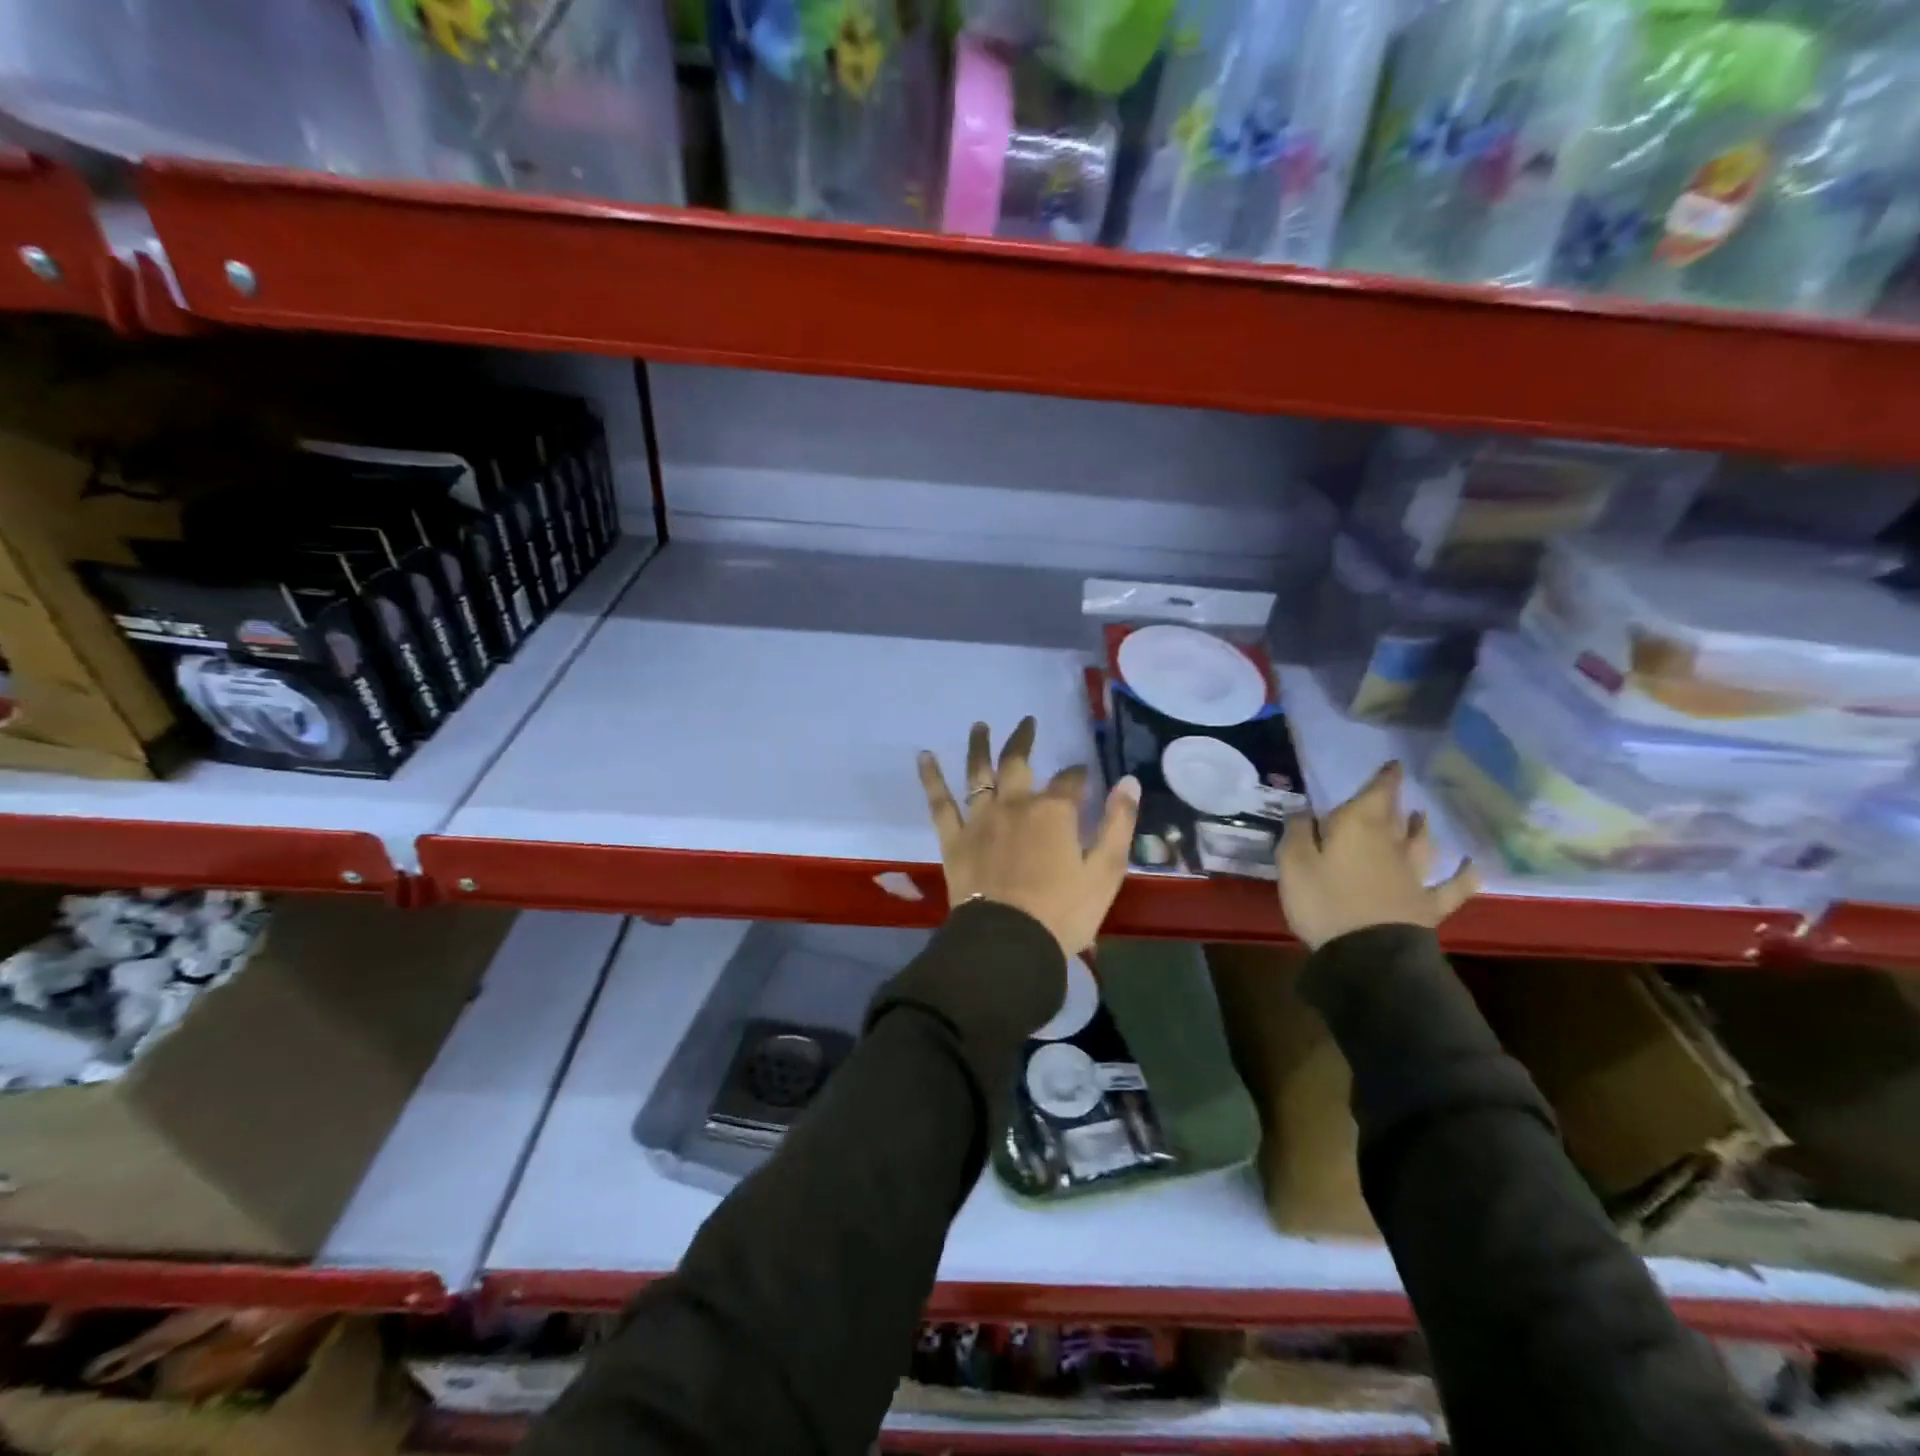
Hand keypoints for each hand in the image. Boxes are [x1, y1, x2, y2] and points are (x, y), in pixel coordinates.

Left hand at [917, 718, 1140, 956]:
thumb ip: (1118, 824)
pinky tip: (924, 756)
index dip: (1078, 774)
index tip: (1083, 774)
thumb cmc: (1063, 912)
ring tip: (979, 725)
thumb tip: (1129, 781)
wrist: (1009, 943)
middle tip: (1028, 722)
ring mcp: (980, 819)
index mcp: (1053, 811)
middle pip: (1018, 762)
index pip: (1070, 781)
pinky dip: (931, 777)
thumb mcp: (1105, 871)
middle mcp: (1014, 804)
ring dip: (980, 746)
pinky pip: (940, 803)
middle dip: (1024, 740)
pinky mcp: (954, 839)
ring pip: (978, 773)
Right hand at [1277, 761, 1477, 950]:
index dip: (1385, 778)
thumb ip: (1297, 832)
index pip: (1376, 793)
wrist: (1368, 953)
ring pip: (1422, 844)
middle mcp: (1391, 843)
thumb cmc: (1323, 901)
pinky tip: (1472, 866)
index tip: (1393, 764)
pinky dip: (1464, 875)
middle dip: (1394, 801)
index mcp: (1358, 827)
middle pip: (1395, 816)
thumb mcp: (1293, 863)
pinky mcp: (1427, 905)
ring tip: (1422, 817)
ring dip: (1422, 829)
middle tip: (1394, 792)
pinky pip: (1452, 887)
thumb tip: (1303, 810)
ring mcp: (1414, 875)